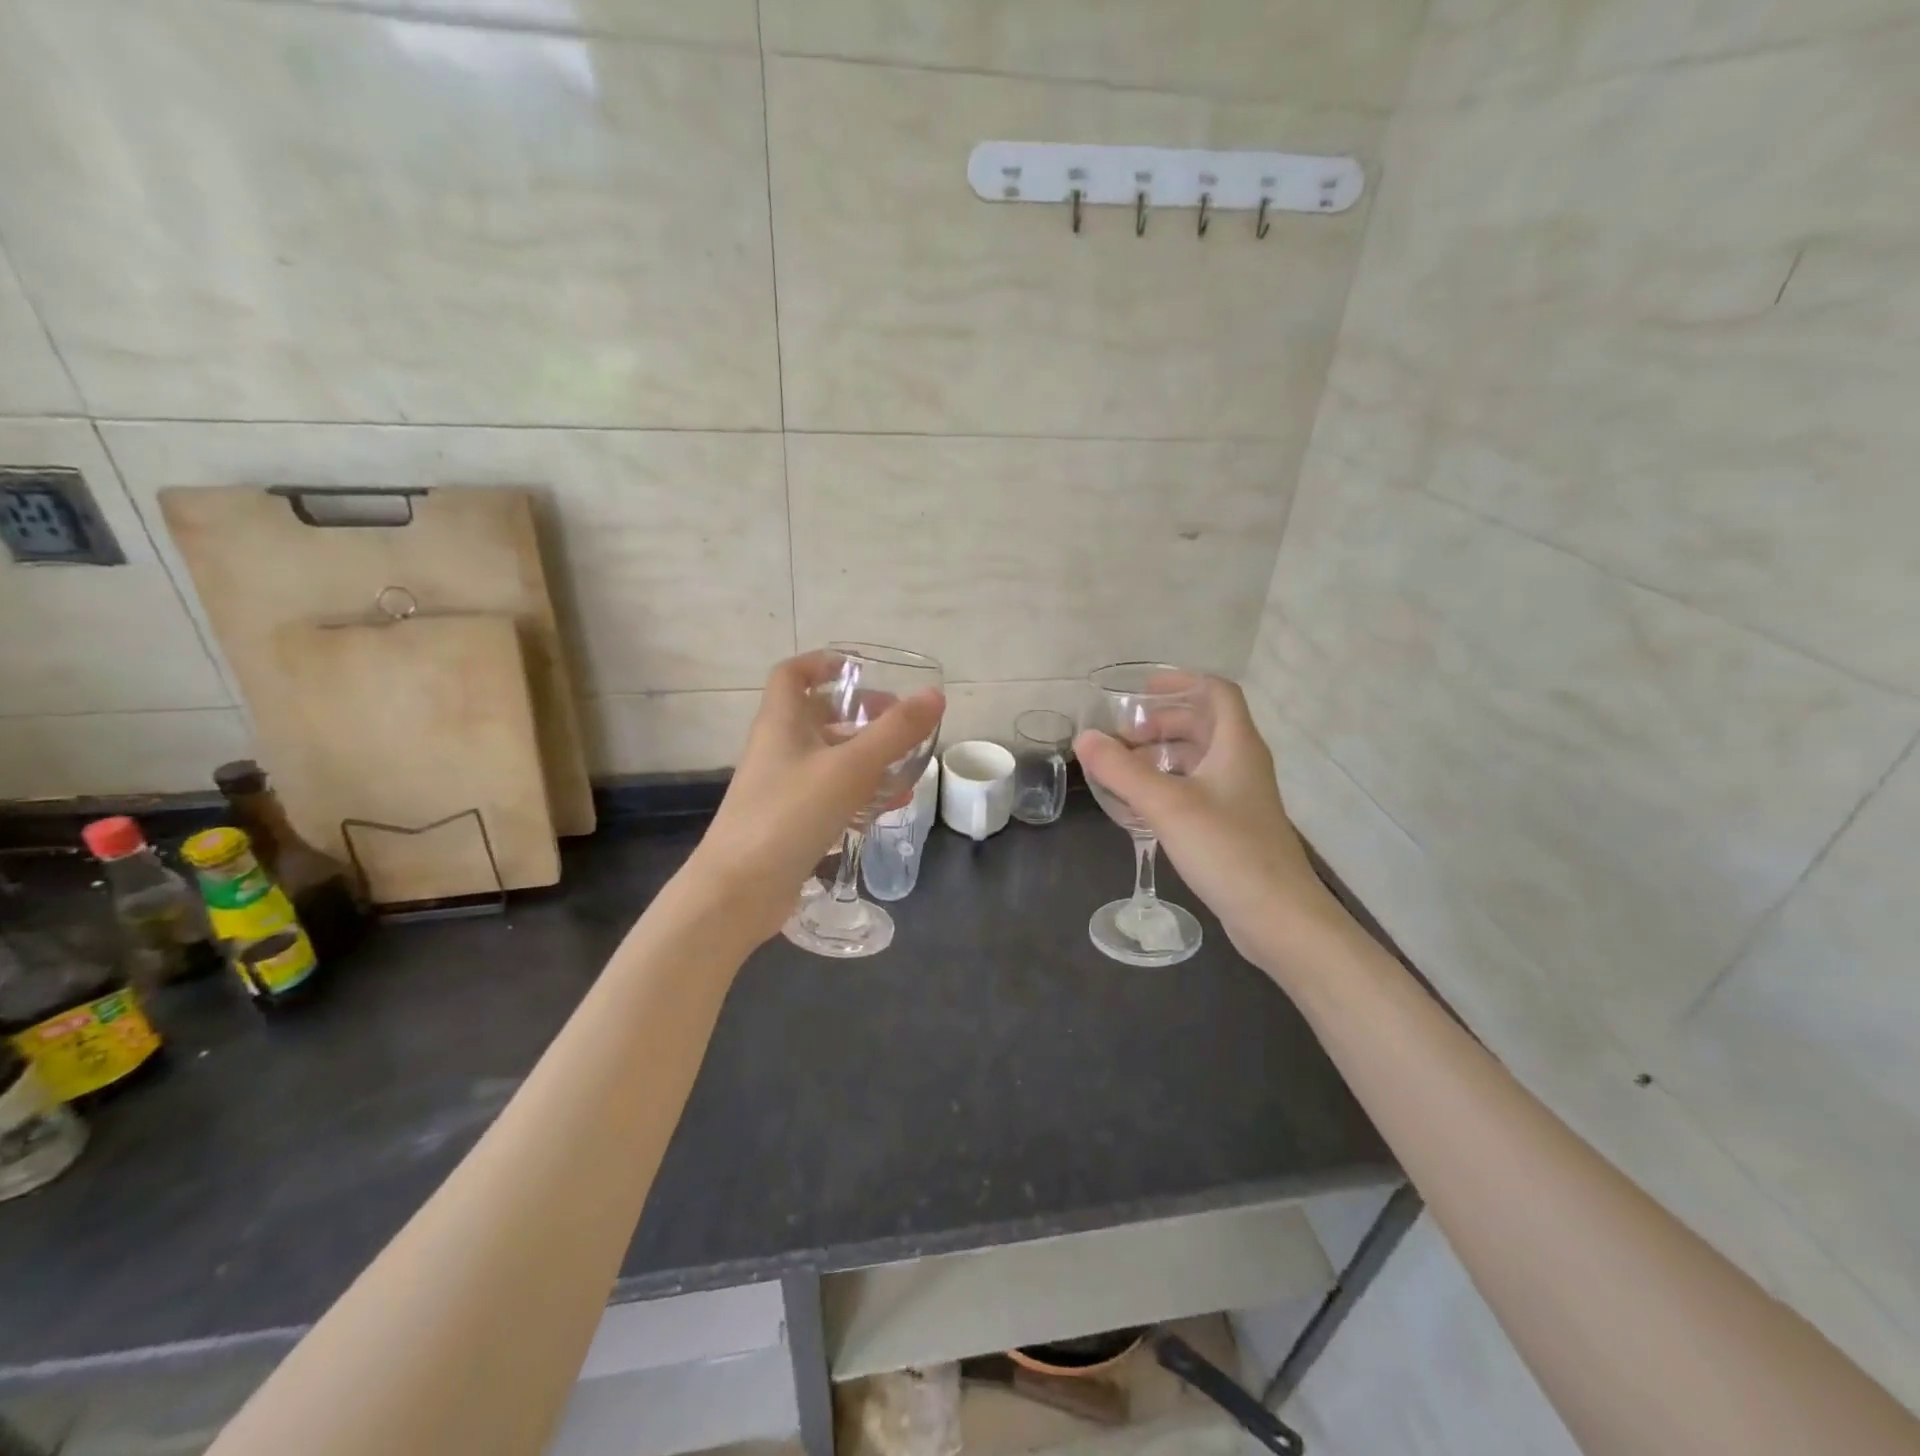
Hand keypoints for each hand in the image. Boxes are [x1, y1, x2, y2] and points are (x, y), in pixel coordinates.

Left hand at [684, 653, 944, 943]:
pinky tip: (889, 806)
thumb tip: (934, 695)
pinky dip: (859, 793)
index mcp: (781, 723)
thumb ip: (894, 732)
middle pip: (817, 716)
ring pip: (828, 758)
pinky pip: (829, 795)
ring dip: (866, 756)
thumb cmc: (790, 814)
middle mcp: (778, 749)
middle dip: (859, 713)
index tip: (861, 668)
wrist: (739, 890)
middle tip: (898, 720)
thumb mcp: (850, 767)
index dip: (823, 662)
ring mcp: (782, 788)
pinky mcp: (790, 823)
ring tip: (906, 765)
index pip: (792, 674)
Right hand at [1074, 678, 1339, 975]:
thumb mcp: (1167, 805)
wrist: (1278, 917)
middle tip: (1123, 736)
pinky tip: (1142, 805)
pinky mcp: (1233, 827)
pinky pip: (1198, 789)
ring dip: (1163, 754)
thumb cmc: (1226, 849)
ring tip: (1124, 768)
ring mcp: (1240, 797)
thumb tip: (1084, 738)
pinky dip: (1169, 785)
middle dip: (1162, 722)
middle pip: (1204, 724)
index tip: (1141, 690)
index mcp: (1237, 746)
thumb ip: (1122, 770)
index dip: (1181, 682)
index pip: (1216, 692)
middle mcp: (1242, 764)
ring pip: (1199, 759)